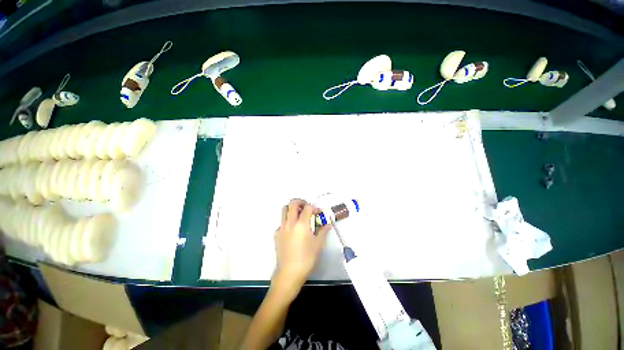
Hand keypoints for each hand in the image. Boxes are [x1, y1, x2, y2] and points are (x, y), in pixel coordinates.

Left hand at [272, 199, 330, 295]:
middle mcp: (290, 223)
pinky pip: (281, 222)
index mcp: (301, 224)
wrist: (289, 272)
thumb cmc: (307, 258)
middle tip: (306, 207)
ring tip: (299, 215)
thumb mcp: (318, 244)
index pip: (307, 207)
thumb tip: (328, 224)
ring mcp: (281, 228)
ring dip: (292, 209)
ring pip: (284, 210)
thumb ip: (323, 231)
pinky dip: (287, 221)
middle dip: (300, 202)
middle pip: (292, 203)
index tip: (317, 213)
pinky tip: (292, 230)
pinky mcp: (276, 234)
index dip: (314, 207)